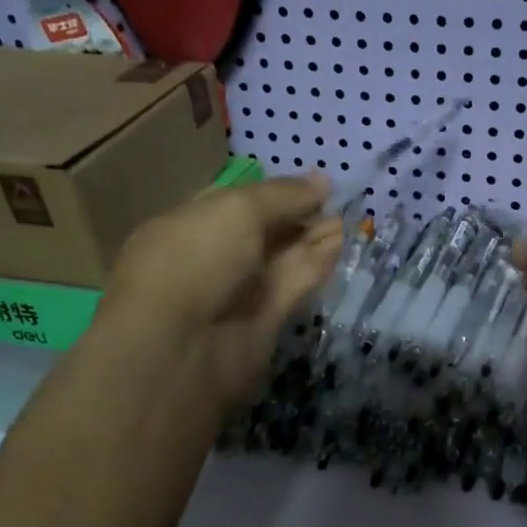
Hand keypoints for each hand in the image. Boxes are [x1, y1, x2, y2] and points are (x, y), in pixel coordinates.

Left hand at [102, 173, 342, 411]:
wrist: (180, 346)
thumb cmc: (195, 259)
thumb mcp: (237, 210)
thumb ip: (283, 195)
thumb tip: (322, 180)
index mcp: (186, 227)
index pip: (234, 204)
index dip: (273, 194)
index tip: (312, 185)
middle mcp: (210, 259)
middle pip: (261, 233)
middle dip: (296, 217)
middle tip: (335, 202)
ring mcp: (235, 294)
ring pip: (279, 261)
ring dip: (311, 239)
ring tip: (346, 220)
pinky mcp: (261, 323)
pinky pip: (290, 286)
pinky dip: (313, 265)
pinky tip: (338, 243)